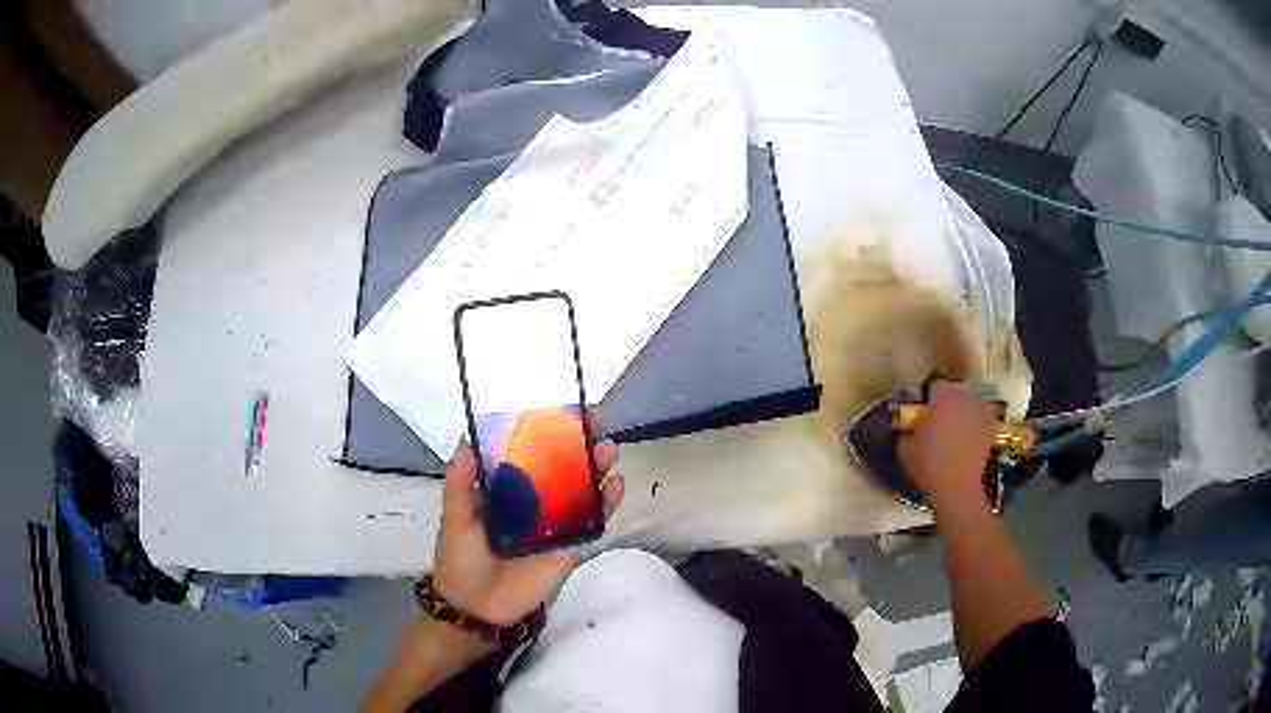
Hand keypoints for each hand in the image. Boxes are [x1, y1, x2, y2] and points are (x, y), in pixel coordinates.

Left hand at [432, 407, 623, 625]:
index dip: (544, 430)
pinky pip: (591, 521)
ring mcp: (553, 522)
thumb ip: (460, 483)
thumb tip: (467, 440)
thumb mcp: (456, 518)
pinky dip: (606, 504)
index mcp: (504, 489)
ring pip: (581, 489)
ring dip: (596, 468)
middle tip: (595, 421)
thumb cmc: (461, 558)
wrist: (477, 607)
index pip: (527, 452)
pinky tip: (615, 486)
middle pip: (560, 466)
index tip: (559, 407)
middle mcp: (531, 500)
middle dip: (578, 443)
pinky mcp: (569, 544)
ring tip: (608, 450)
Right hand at [897, 380, 997, 505]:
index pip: (935, 384)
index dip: (929, 396)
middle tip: (938, 420)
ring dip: (963, 412)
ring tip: (955, 430)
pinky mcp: (991, 429)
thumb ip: (906, 431)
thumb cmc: (929, 465)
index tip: (923, 410)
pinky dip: (976, 425)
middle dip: (947, 402)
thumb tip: (907, 425)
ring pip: (970, 405)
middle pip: (955, 392)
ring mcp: (981, 413)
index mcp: (942, 397)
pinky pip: (982, 420)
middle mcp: (964, 398)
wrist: (957, 488)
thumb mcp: (905, 449)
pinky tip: (969, 439)